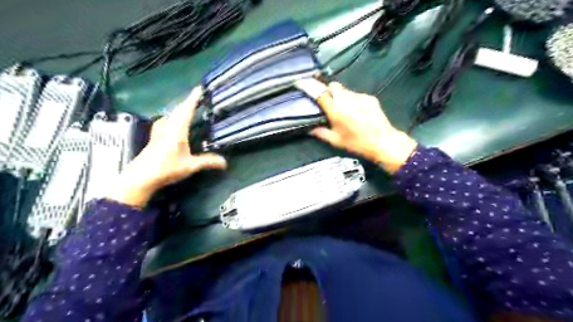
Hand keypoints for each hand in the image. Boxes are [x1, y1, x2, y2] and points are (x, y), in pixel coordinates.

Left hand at [110, 86, 228, 207]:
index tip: (199, 88)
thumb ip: (208, 162)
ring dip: (180, 108)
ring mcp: (160, 131)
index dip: (193, 98)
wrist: (141, 177)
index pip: (186, 110)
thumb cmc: (166, 169)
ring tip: (188, 107)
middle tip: (198, 97)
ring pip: (171, 114)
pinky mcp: (155, 137)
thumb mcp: (190, 166)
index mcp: (177, 130)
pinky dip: (173, 116)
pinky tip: (173, 121)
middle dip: (188, 101)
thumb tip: (225, 163)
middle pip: (178, 109)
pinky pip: (166, 120)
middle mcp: (168, 127)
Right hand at [296, 78, 416, 172]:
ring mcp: (359, 97)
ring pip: (344, 90)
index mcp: (336, 111)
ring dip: (339, 96)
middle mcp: (347, 100)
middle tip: (326, 102)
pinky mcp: (369, 98)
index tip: (301, 82)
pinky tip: (355, 111)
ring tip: (342, 109)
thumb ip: (321, 133)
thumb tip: (310, 129)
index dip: (309, 86)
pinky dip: (351, 99)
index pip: (319, 93)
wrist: (383, 142)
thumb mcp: (336, 141)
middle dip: (326, 91)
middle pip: (332, 86)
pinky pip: (355, 94)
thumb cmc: (358, 144)